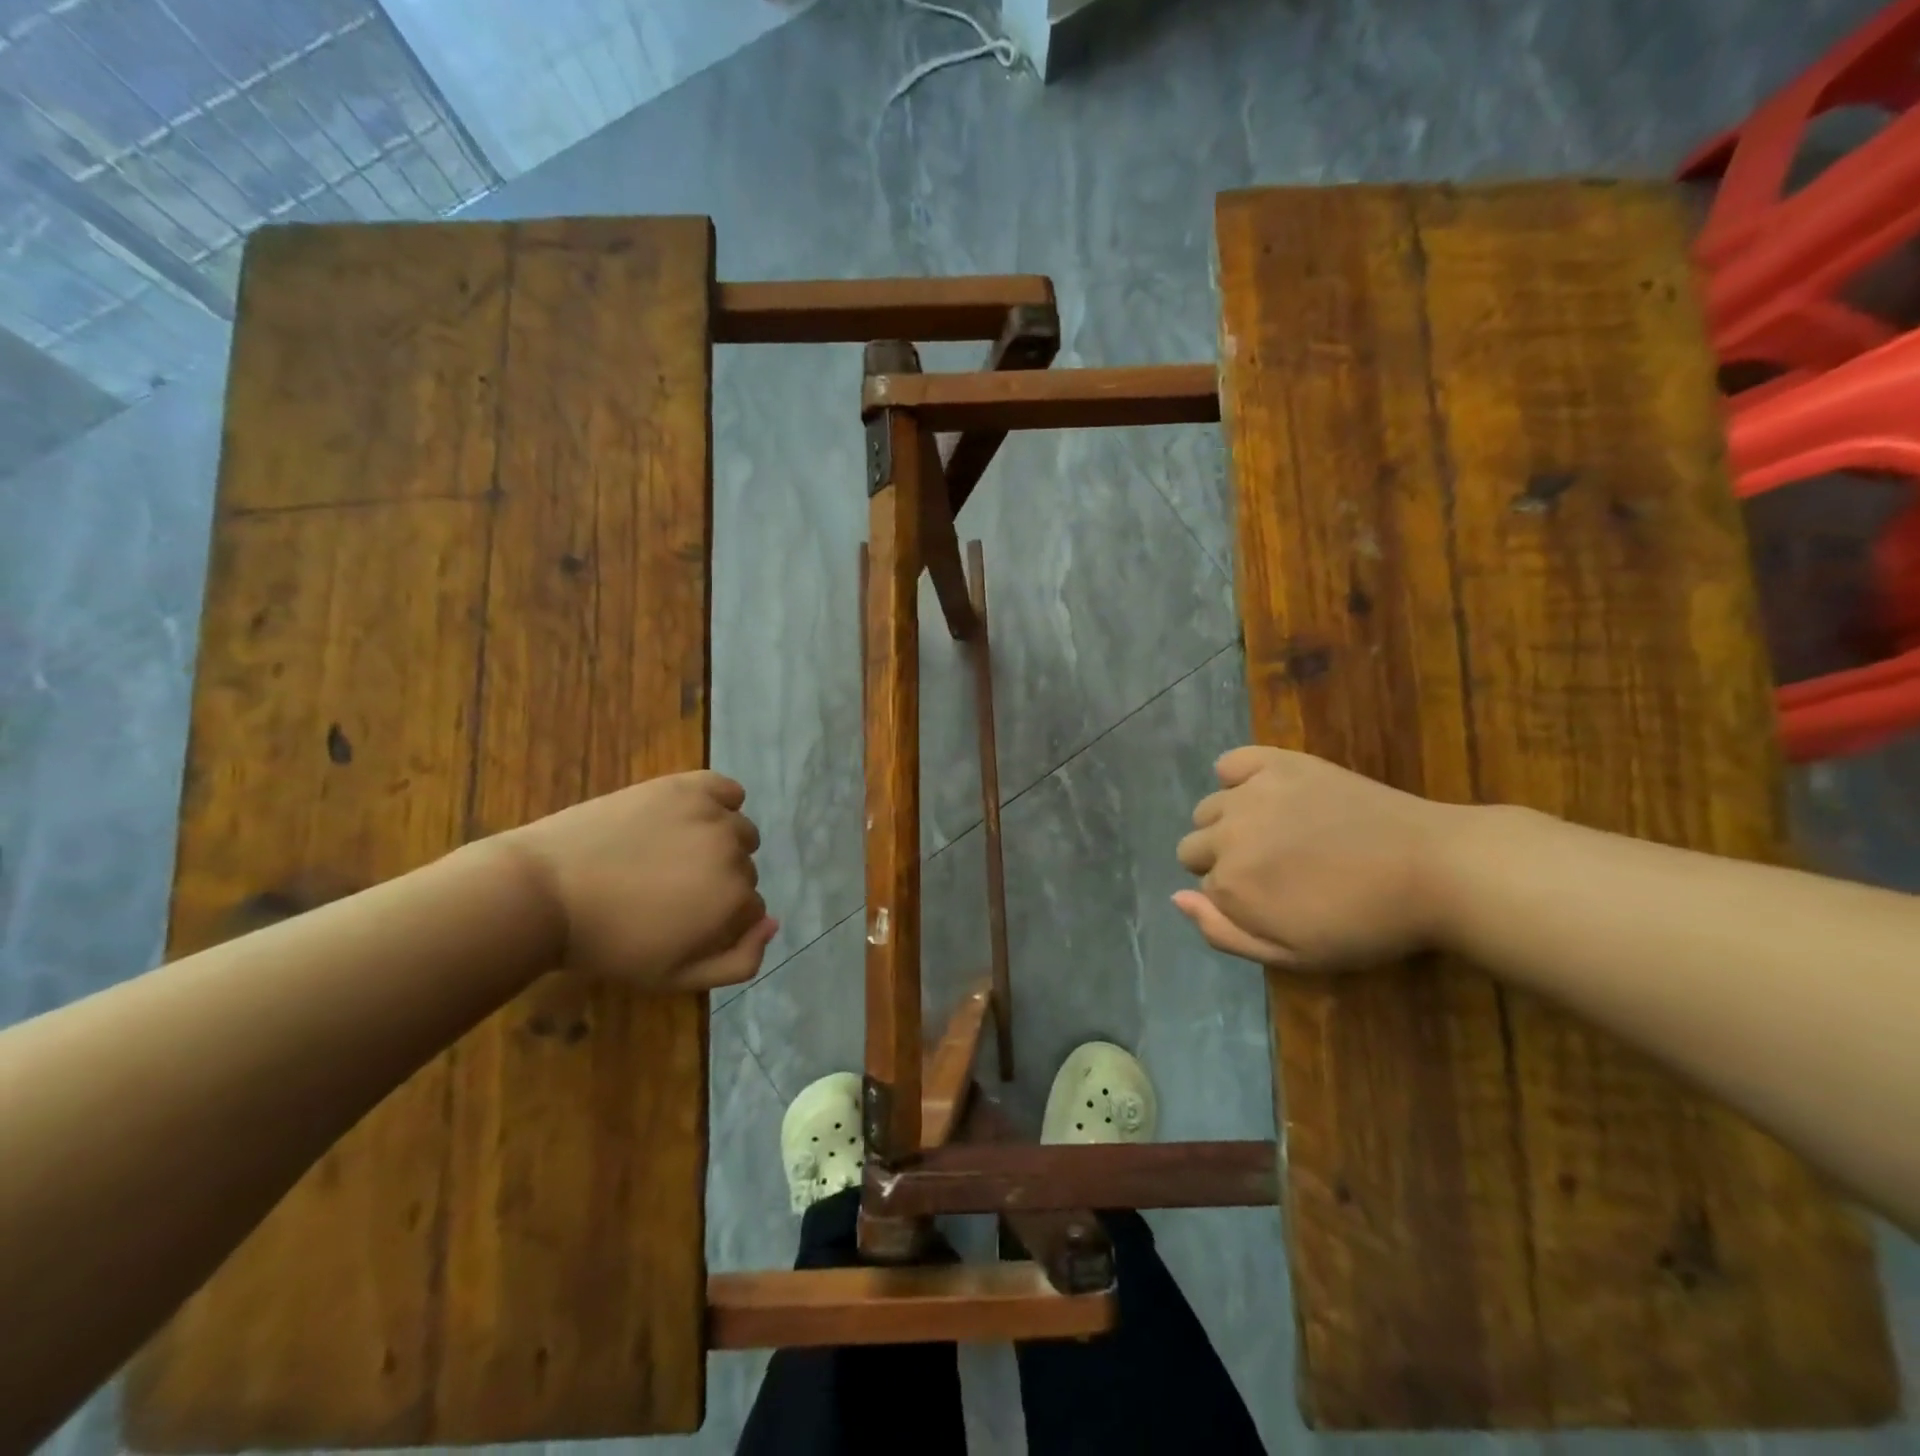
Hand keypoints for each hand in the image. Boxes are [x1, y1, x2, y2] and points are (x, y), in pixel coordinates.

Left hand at [494, 771, 776, 991]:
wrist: (545, 893)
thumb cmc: (608, 943)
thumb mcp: (675, 977)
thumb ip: (739, 961)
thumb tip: (773, 923)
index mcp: (735, 901)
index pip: (751, 908)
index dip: (719, 919)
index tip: (682, 920)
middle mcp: (735, 853)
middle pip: (745, 869)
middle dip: (717, 882)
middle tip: (668, 890)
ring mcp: (711, 815)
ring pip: (739, 831)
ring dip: (719, 844)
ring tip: (671, 855)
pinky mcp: (686, 786)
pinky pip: (727, 789)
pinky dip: (720, 801)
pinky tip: (693, 816)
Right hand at [1174, 747, 1463, 970]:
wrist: (1433, 868)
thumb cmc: (1365, 923)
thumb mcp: (1294, 954)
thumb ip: (1224, 932)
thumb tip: (1176, 897)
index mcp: (1231, 884)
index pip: (1206, 889)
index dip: (1237, 898)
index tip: (1274, 901)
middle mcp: (1228, 834)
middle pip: (1194, 846)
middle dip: (1222, 860)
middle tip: (1274, 868)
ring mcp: (1251, 793)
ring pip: (1208, 808)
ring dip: (1229, 823)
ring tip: (1277, 832)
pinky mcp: (1278, 763)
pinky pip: (1231, 762)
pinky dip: (1237, 777)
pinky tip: (1264, 793)